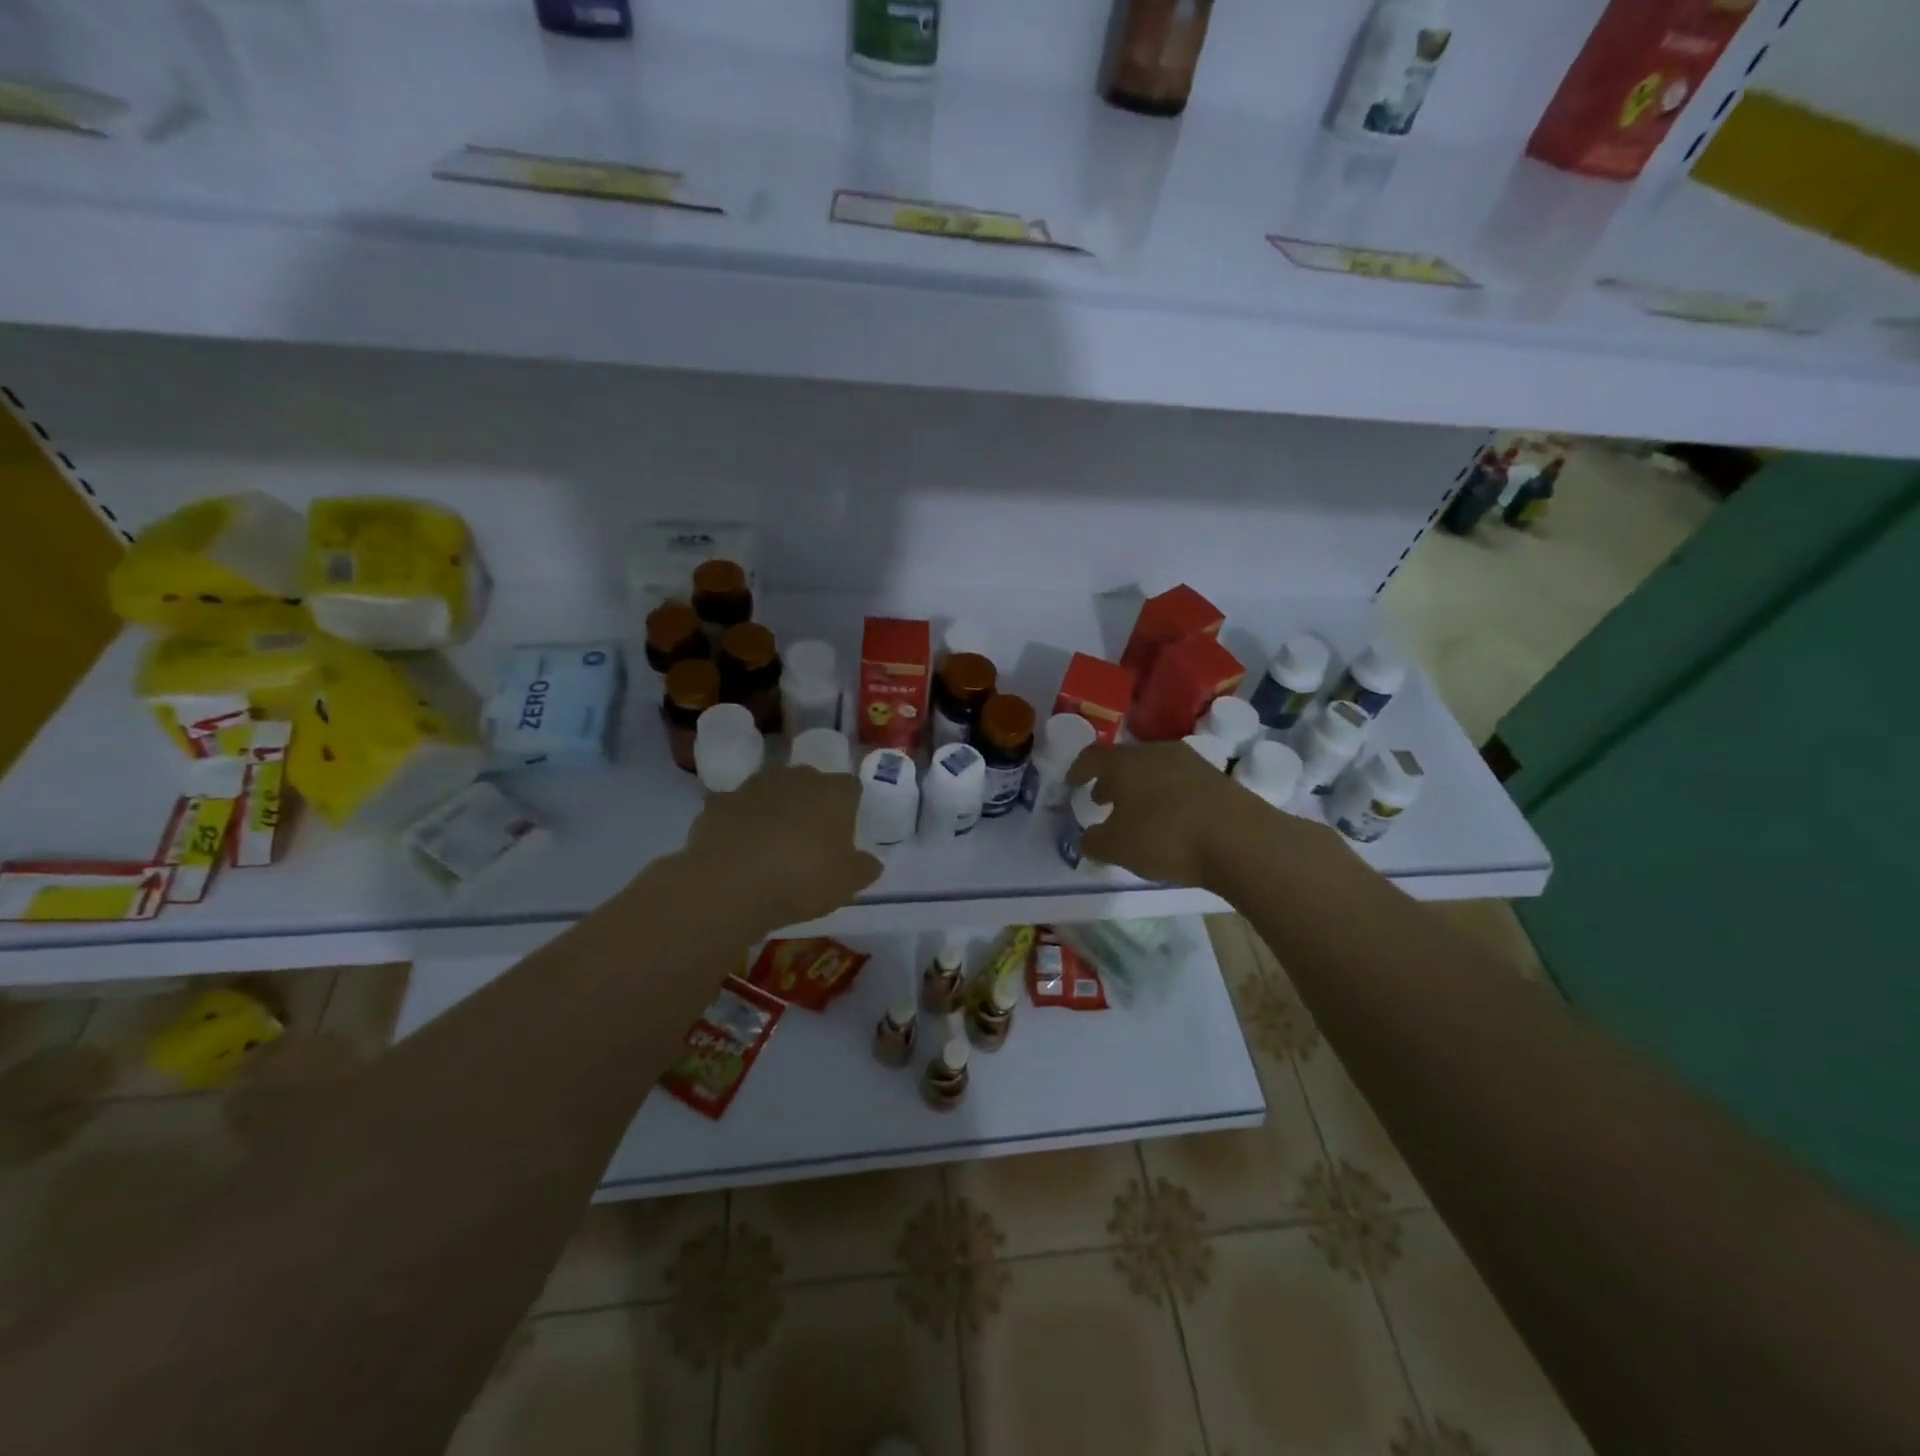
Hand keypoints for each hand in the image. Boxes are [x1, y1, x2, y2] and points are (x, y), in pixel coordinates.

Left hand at [677, 765, 882, 934]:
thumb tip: (871, 862)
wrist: (729, 885)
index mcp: (833, 792)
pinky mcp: (720, 802)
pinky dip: (741, 823)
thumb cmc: (801, 879)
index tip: (846, 833)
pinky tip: (740, 848)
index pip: (851, 788)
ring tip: (773, 844)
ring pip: (773, 791)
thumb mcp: (847, 883)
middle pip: (811, 783)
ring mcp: (754, 786)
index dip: (850, 808)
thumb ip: (864, 868)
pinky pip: (738, 809)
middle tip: (810, 838)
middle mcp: (796, 778)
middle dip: (812, 803)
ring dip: (776, 809)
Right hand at [1067, 741, 1270, 887]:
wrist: (1240, 839)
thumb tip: (1088, 839)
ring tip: (1136, 812)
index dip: (1079, 770)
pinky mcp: (1216, 778)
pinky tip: (1169, 819)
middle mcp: (1155, 752)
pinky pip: (1179, 782)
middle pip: (1125, 761)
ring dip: (1140, 787)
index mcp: (1124, 763)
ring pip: (1154, 769)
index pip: (1092, 757)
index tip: (1072, 783)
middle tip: (1102, 798)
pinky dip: (1166, 796)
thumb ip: (1094, 842)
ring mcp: (1190, 761)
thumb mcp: (1117, 848)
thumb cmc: (1165, 837)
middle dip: (1111, 779)